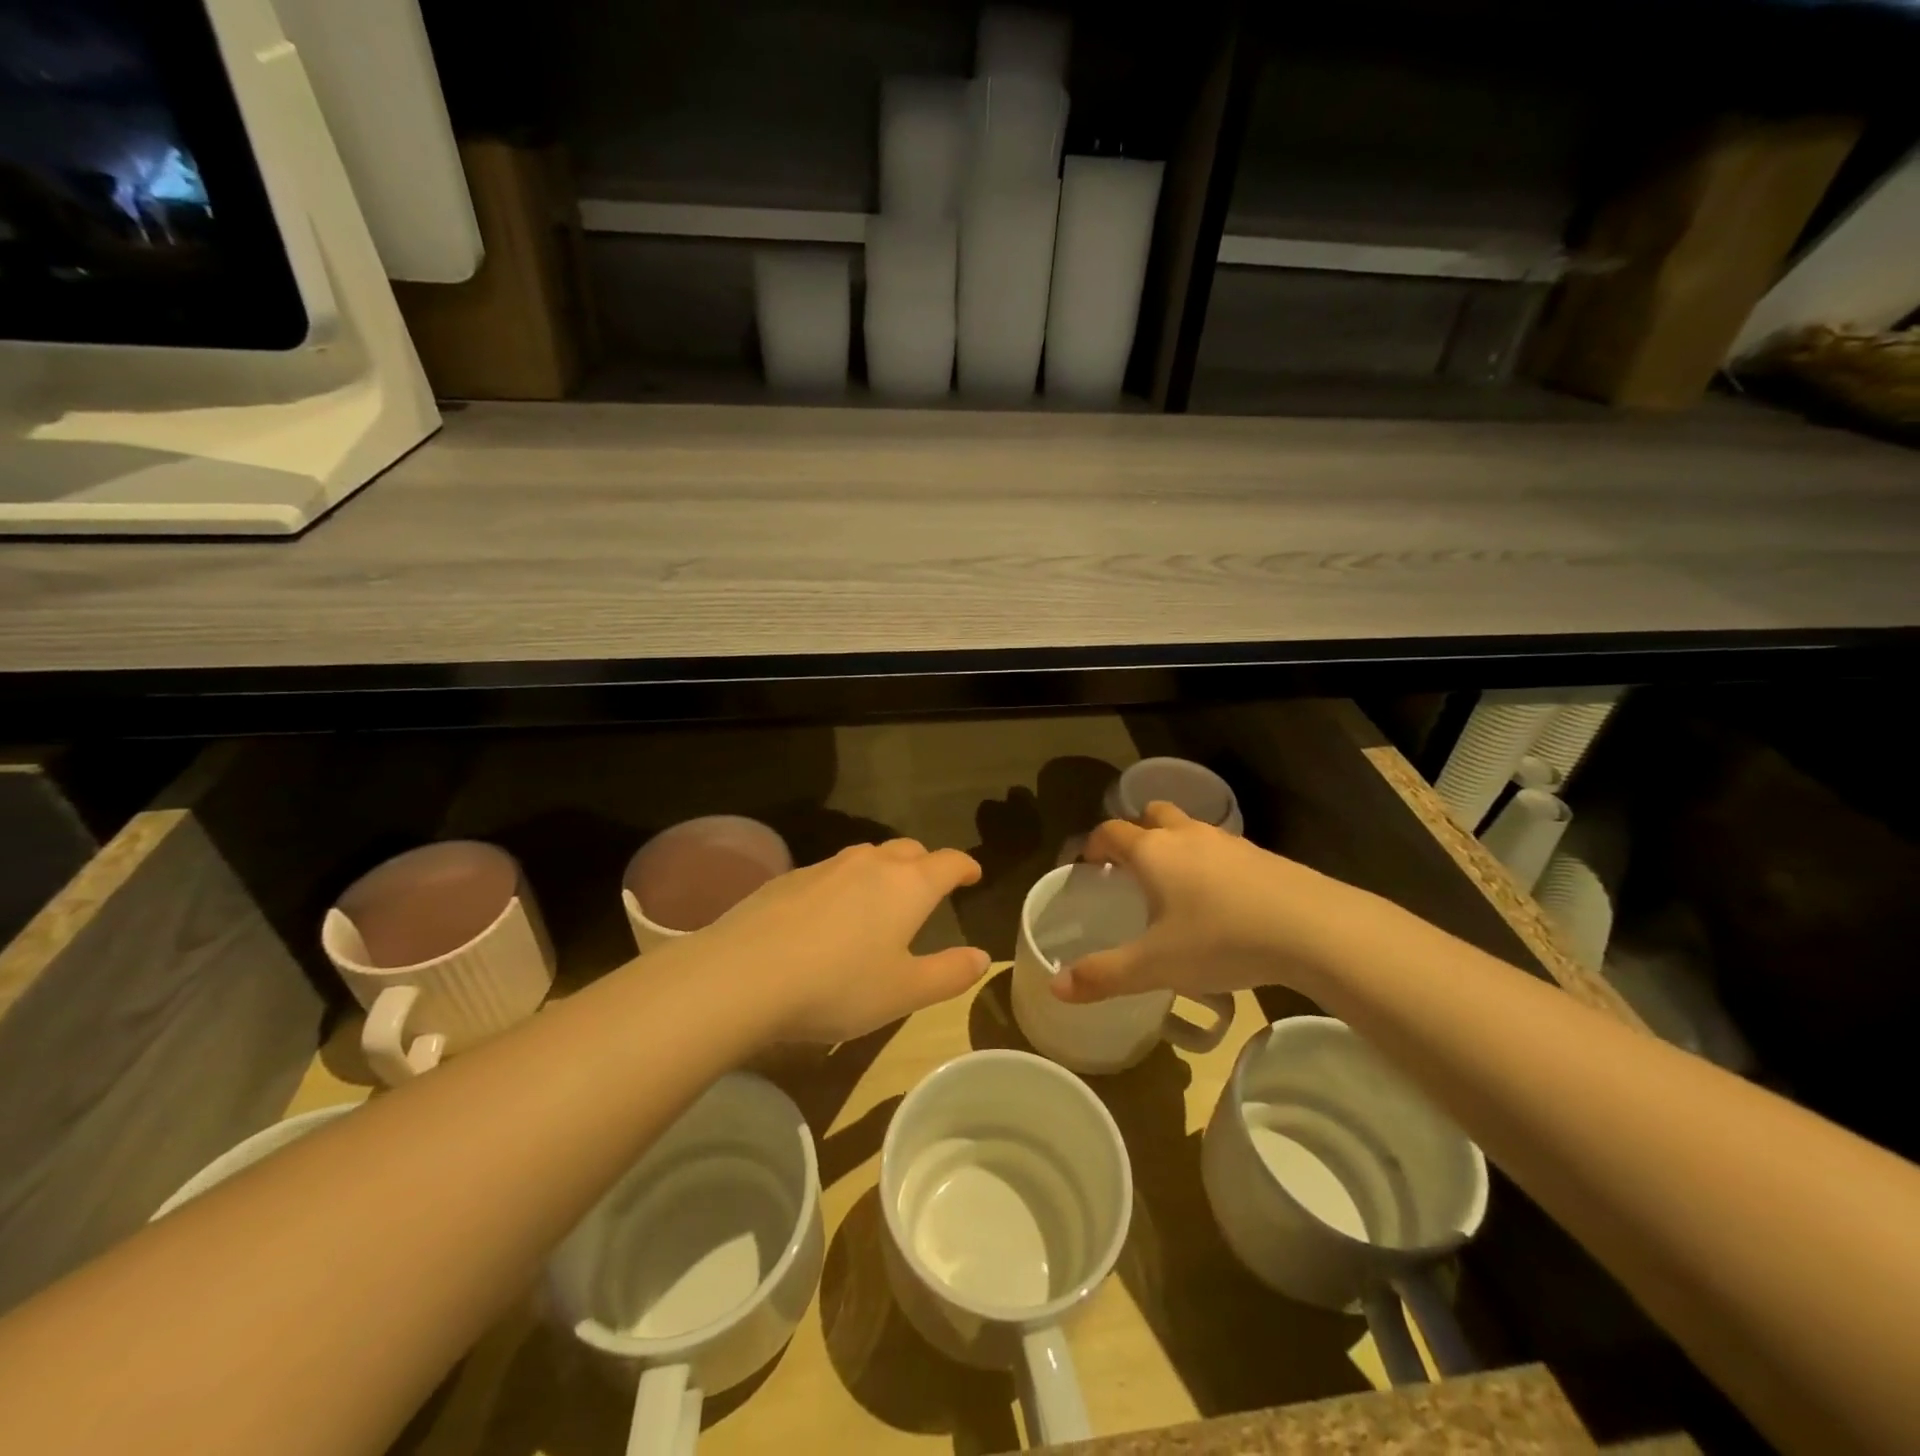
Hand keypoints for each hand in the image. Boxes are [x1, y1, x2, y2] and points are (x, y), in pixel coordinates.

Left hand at [695, 839, 989, 1043]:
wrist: (745, 974)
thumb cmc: (838, 985)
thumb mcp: (904, 992)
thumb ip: (949, 974)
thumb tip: (982, 958)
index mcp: (908, 885)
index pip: (948, 862)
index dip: (965, 866)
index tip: (973, 875)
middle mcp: (870, 864)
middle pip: (908, 850)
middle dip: (925, 864)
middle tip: (929, 887)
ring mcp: (826, 866)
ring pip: (867, 856)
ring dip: (884, 870)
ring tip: (882, 897)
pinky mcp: (789, 878)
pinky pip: (831, 871)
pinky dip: (845, 884)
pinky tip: (830, 914)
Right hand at [1055, 802, 1371, 1004]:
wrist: (1313, 929)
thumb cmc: (1221, 939)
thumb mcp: (1156, 965)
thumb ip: (1104, 975)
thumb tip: (1056, 987)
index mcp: (1153, 851)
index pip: (1110, 832)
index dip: (1092, 845)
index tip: (1086, 866)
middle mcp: (1187, 835)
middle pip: (1152, 814)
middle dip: (1136, 832)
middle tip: (1130, 867)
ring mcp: (1228, 842)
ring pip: (1190, 829)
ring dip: (1175, 845)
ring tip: (1174, 886)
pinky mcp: (1262, 856)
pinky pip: (1222, 849)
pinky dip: (1210, 863)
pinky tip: (1220, 901)